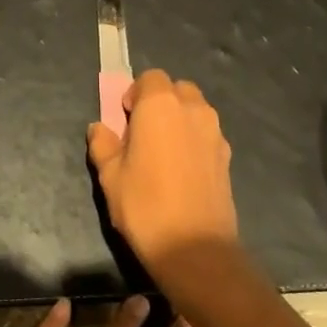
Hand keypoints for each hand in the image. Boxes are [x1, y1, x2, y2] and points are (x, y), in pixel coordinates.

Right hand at [87, 70, 239, 274]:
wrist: (195, 248)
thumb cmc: (144, 205)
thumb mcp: (110, 176)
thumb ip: (103, 145)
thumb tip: (99, 128)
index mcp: (160, 105)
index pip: (151, 78)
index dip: (136, 94)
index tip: (126, 119)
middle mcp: (193, 110)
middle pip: (177, 89)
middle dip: (160, 102)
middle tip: (143, 133)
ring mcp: (215, 133)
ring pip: (196, 110)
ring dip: (179, 120)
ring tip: (163, 152)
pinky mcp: (228, 157)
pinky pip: (207, 134)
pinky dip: (194, 140)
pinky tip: (182, 171)